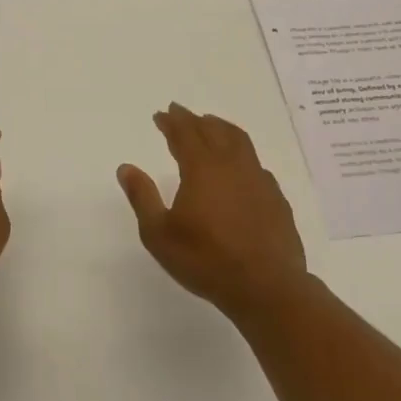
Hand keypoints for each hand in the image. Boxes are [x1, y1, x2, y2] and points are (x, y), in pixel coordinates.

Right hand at [117, 103, 308, 320]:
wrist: (266, 287)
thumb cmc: (206, 260)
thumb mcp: (159, 234)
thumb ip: (142, 197)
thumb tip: (125, 168)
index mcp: (202, 168)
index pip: (184, 133)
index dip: (171, 121)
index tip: (161, 114)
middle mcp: (231, 164)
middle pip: (212, 130)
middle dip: (193, 119)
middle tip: (180, 113)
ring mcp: (258, 179)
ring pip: (239, 140)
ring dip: (221, 127)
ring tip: (211, 124)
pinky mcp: (275, 197)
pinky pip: (255, 163)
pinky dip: (241, 153)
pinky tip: (239, 165)